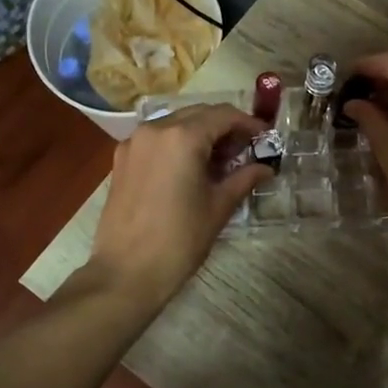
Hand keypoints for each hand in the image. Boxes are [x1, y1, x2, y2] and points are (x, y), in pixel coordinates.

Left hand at [89, 104, 267, 305]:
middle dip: (225, 128)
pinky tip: (191, 169)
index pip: (223, 115)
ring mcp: (133, 143)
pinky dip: (177, 144)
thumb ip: (244, 179)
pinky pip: (156, 140)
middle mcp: (154, 129)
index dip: (248, 123)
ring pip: (175, 124)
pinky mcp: (121, 159)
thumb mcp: (218, 207)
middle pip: (198, 115)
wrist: (126, 273)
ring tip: (220, 161)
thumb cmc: (179, 240)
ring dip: (201, 134)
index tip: (266, 137)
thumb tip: (266, 168)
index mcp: (182, 137)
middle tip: (246, 150)